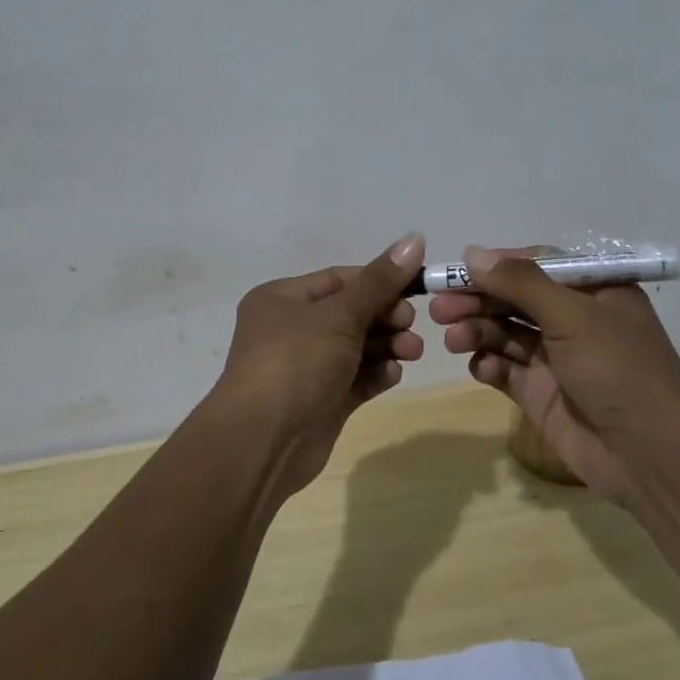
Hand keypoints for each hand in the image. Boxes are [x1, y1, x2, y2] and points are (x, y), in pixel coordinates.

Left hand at [211, 232, 426, 495]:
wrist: (264, 441)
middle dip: (385, 317)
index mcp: (282, 299)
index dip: (379, 281)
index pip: (339, 279)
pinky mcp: (321, 401)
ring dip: (387, 345)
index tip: (416, 288)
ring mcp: (306, 368)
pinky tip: (393, 375)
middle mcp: (291, 329)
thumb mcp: (339, 314)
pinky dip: (376, 374)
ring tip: (411, 352)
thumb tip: (415, 237)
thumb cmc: (296, 362)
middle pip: (351, 313)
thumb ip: (380, 281)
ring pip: (356, 347)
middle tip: (410, 325)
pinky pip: (355, 379)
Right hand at [429, 245, 679, 505]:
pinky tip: (481, 366)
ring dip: (477, 331)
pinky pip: (506, 370)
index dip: (496, 266)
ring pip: (505, 333)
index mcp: (593, 291)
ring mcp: (556, 359)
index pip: (536, 265)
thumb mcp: (573, 315)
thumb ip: (521, 283)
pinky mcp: (541, 393)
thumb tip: (472, 252)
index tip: (456, 270)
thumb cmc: (617, 369)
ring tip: (453, 339)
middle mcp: (574, 320)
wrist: (649, 454)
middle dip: (477, 301)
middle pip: (514, 300)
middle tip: (439, 308)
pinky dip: (489, 364)